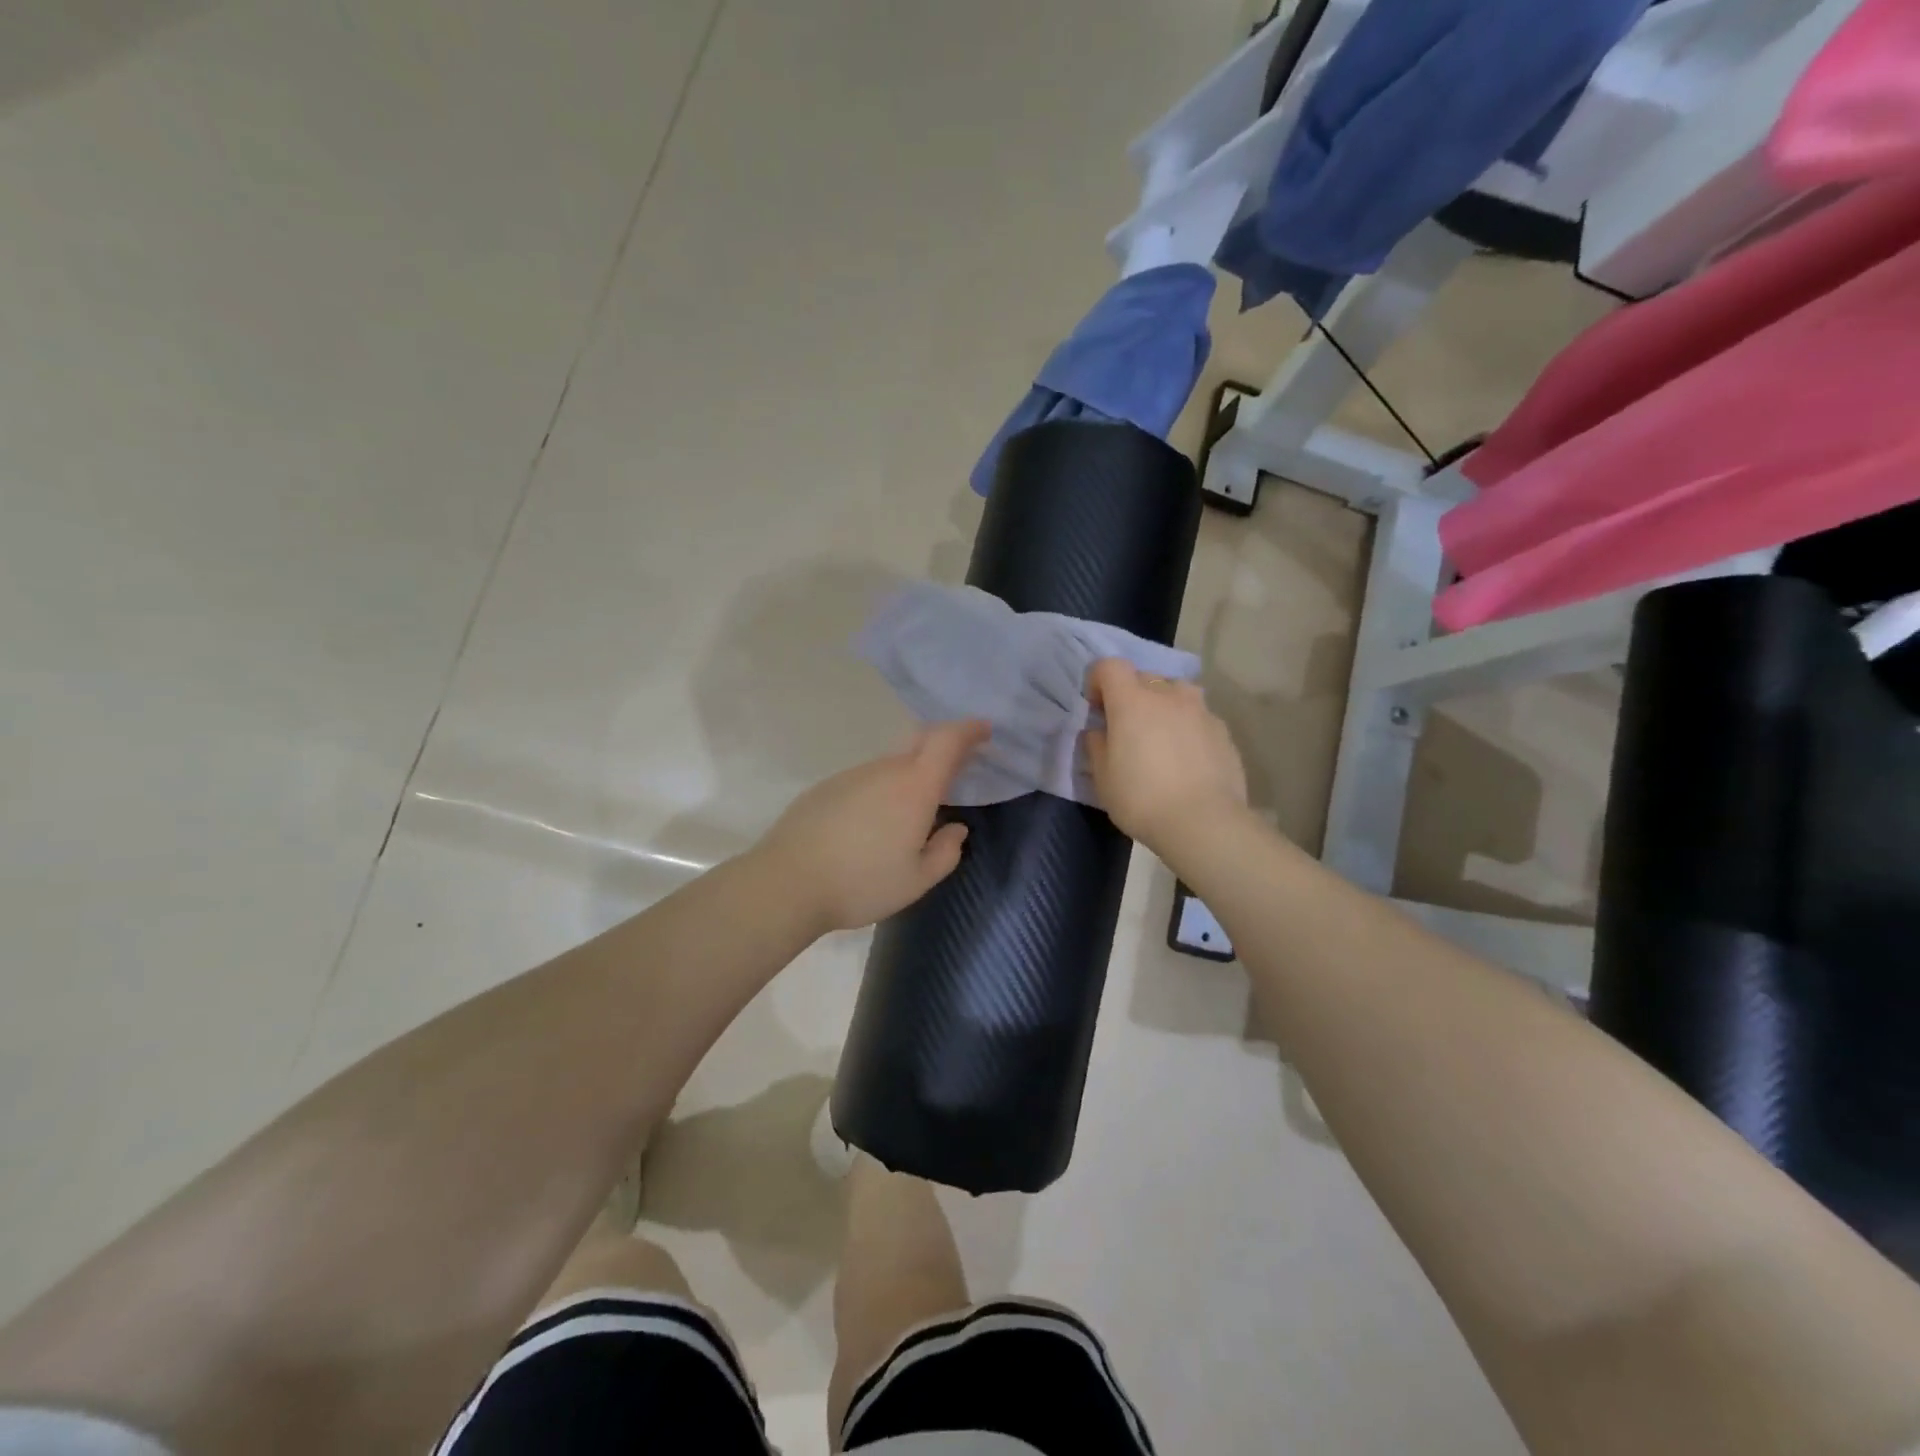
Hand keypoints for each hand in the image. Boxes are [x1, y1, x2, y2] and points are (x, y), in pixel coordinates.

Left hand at [755, 721, 988, 933]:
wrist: (787, 883)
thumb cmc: (861, 883)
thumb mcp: (917, 880)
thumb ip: (946, 852)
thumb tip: (955, 829)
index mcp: (914, 787)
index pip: (947, 740)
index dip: (969, 730)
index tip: (984, 730)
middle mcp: (884, 770)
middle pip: (919, 741)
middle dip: (944, 744)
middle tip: (957, 765)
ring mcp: (852, 775)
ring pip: (891, 763)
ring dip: (909, 774)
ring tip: (911, 811)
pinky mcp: (826, 787)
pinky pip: (866, 780)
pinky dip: (881, 790)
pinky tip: (871, 825)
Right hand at [1085, 658, 1247, 855]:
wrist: (1204, 823)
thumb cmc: (1142, 799)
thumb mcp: (1103, 778)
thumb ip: (1097, 746)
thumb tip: (1099, 732)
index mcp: (1132, 701)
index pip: (1110, 666)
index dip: (1098, 681)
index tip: (1097, 709)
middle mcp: (1168, 695)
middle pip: (1144, 677)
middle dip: (1131, 695)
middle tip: (1127, 728)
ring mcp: (1200, 711)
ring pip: (1176, 693)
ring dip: (1163, 705)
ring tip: (1160, 736)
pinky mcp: (1223, 731)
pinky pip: (1198, 717)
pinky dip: (1187, 727)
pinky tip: (1186, 758)